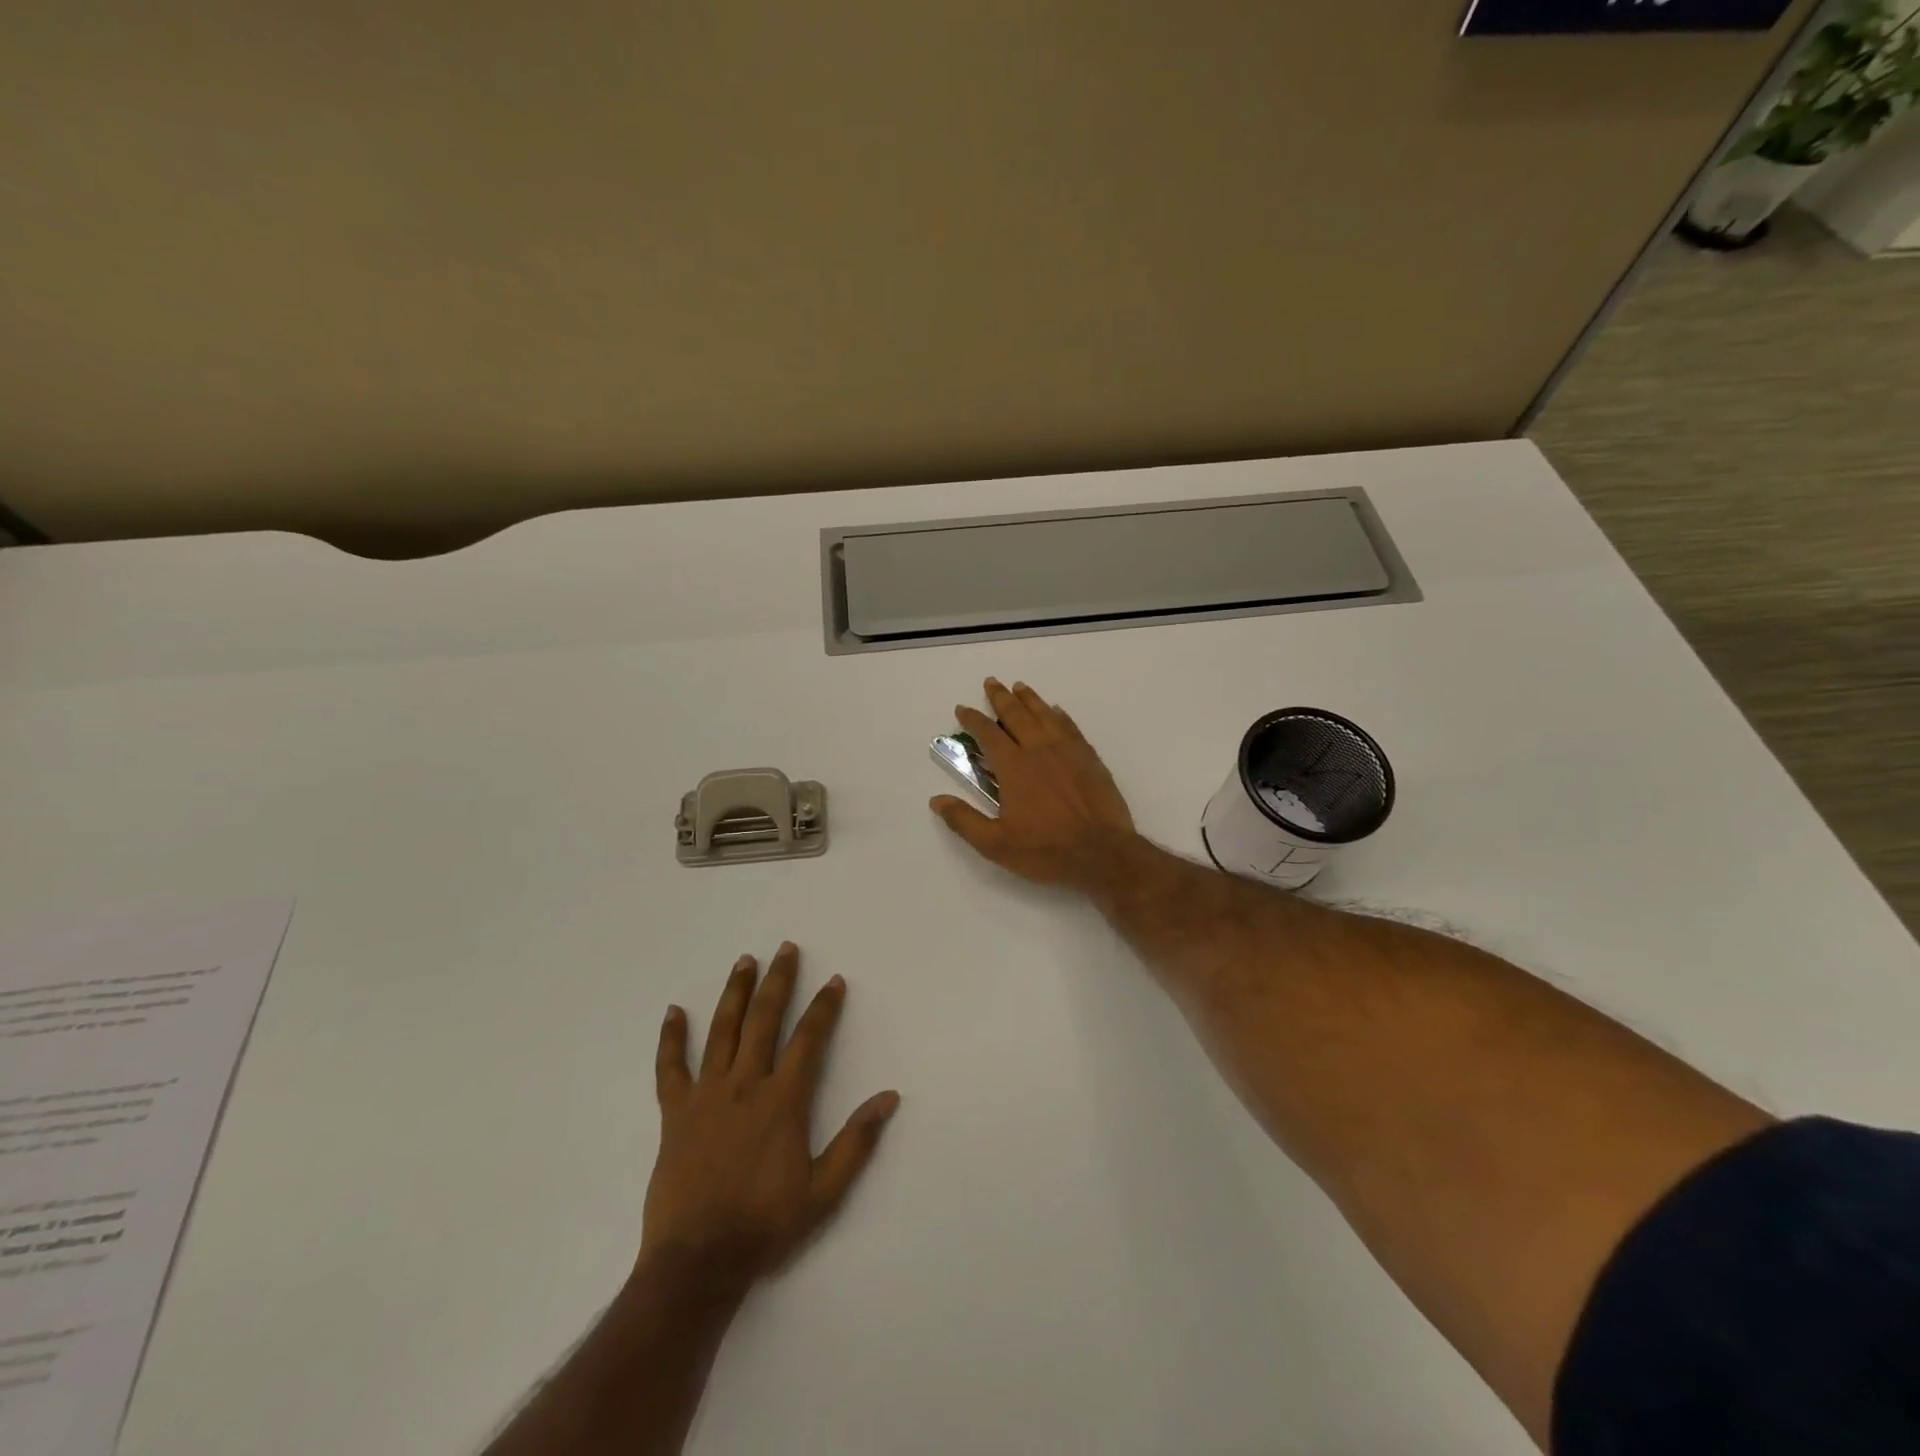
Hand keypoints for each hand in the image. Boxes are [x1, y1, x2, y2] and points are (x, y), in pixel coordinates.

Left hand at [642, 943, 899, 1289]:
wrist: (698, 1262)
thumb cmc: (765, 1225)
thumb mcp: (824, 1192)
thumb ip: (857, 1142)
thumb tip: (889, 1097)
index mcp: (783, 1100)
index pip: (809, 1039)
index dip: (824, 1007)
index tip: (834, 981)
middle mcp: (746, 1085)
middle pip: (764, 1019)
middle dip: (778, 981)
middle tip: (786, 949)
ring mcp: (707, 1095)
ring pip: (722, 1030)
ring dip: (735, 993)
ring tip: (744, 961)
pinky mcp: (675, 1113)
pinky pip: (670, 1068)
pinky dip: (671, 1039)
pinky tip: (673, 1012)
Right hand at [929, 677, 1138, 892]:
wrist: (1102, 853)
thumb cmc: (1046, 850)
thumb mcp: (996, 844)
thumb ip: (964, 820)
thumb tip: (936, 800)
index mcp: (1013, 767)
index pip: (988, 734)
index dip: (973, 720)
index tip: (963, 708)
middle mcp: (1039, 750)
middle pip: (1017, 716)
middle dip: (1001, 698)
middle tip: (992, 682)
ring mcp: (1068, 751)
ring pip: (1045, 715)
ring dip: (1030, 699)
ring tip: (1020, 687)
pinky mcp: (1090, 759)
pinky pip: (1071, 728)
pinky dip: (1060, 716)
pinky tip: (1056, 711)